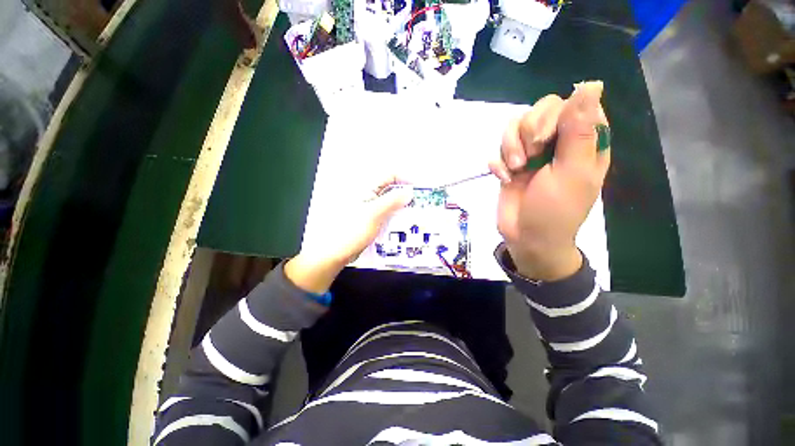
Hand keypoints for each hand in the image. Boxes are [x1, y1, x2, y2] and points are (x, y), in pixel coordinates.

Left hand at [285, 178, 412, 293]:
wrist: (335, 252)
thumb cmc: (351, 230)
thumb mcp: (374, 214)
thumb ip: (392, 201)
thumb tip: (409, 191)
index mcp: (366, 188)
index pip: (390, 175)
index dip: (405, 179)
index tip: (419, 189)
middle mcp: (369, 195)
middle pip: (392, 189)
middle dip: (407, 194)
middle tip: (421, 203)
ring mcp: (370, 208)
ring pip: (391, 202)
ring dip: (403, 207)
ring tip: (416, 214)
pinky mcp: (372, 219)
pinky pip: (388, 214)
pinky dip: (397, 216)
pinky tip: (405, 223)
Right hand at [489, 81, 610, 280]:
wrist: (527, 237)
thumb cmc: (555, 210)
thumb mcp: (572, 171)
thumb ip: (579, 130)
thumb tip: (591, 83)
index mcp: (583, 142)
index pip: (571, 103)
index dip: (554, 116)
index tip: (545, 139)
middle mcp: (557, 142)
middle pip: (538, 110)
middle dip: (528, 132)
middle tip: (529, 157)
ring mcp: (531, 153)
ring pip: (514, 126)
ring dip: (509, 148)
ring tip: (514, 170)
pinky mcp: (510, 164)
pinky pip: (498, 148)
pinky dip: (498, 163)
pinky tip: (503, 179)